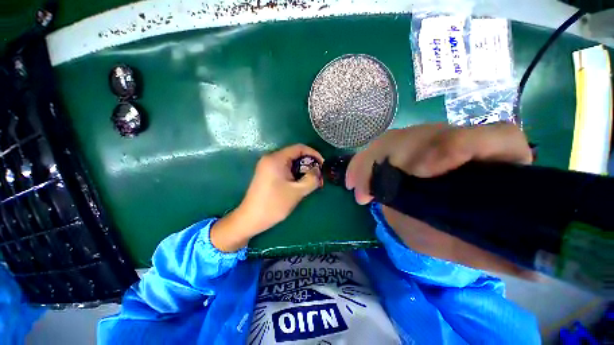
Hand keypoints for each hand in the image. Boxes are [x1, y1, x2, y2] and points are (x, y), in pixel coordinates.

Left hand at [211, 145, 322, 251]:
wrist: (251, 219)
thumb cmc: (274, 204)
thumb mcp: (297, 192)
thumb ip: (312, 179)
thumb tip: (318, 171)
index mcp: (276, 159)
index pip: (299, 148)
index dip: (314, 154)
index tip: (322, 165)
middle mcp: (270, 158)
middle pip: (295, 155)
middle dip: (308, 164)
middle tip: (317, 176)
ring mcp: (267, 166)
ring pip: (290, 163)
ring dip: (302, 170)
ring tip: (310, 182)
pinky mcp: (266, 173)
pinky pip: (284, 168)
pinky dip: (294, 174)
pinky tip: (299, 184)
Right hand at [346, 122, 535, 277]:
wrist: (428, 220)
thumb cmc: (453, 232)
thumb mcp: (470, 248)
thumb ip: (493, 255)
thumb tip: (532, 269)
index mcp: (491, 164)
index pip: (495, 137)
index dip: (457, 146)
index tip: (419, 172)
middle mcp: (457, 144)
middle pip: (428, 134)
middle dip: (395, 157)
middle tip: (373, 189)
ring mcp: (424, 143)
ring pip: (395, 139)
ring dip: (370, 162)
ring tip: (358, 190)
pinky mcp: (400, 148)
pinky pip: (376, 149)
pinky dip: (361, 164)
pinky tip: (353, 182)